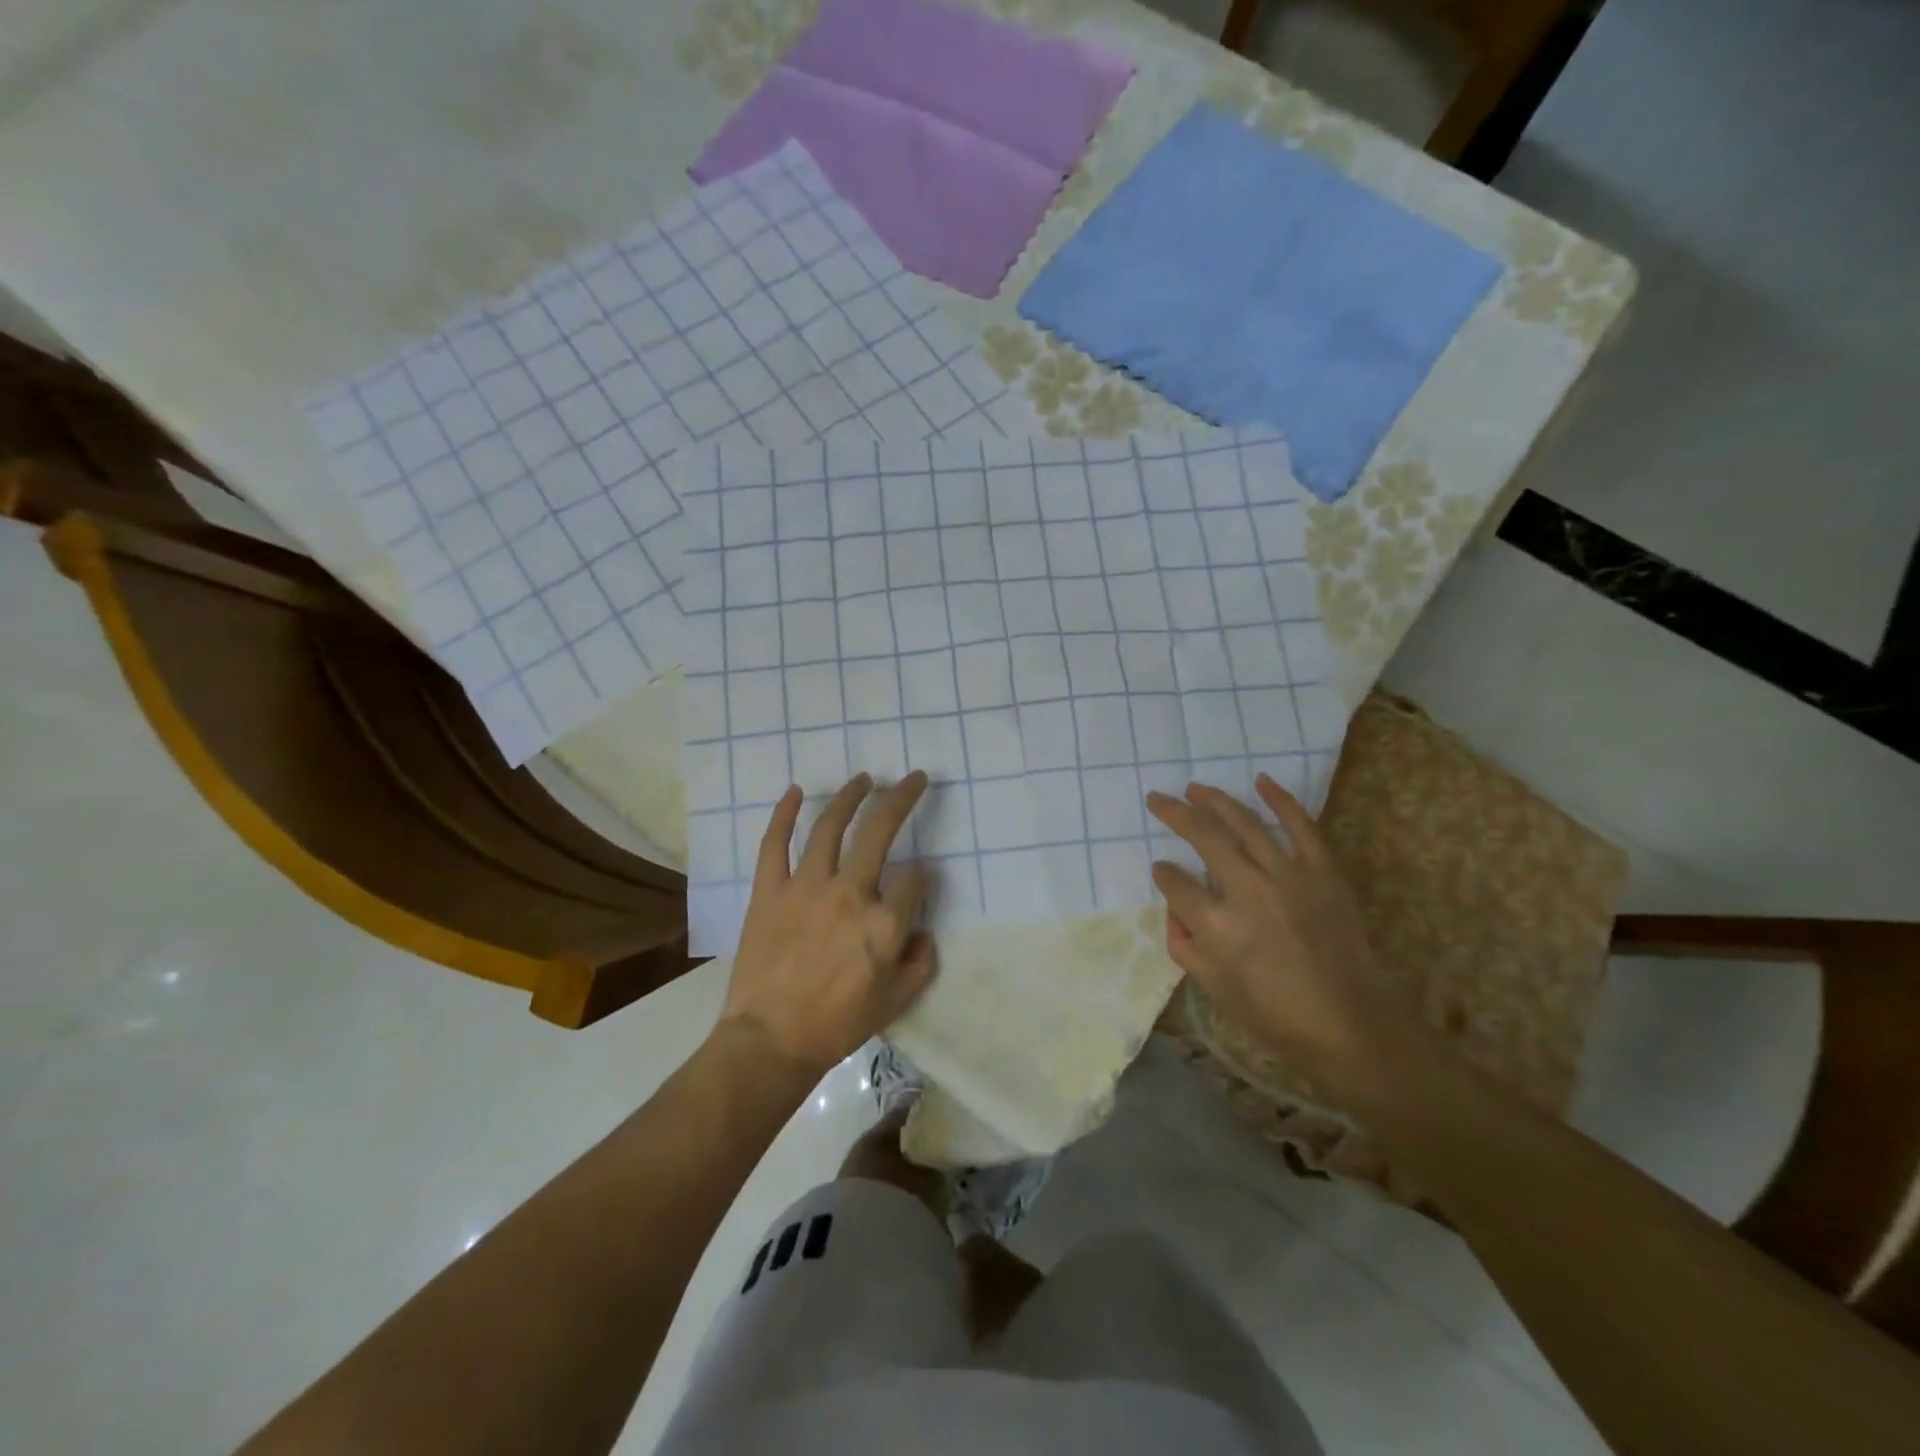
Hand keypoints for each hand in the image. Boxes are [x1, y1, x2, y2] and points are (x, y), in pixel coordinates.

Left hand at [718, 771, 935, 1076]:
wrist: (771, 1041)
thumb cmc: (838, 1025)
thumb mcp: (896, 1002)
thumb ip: (920, 963)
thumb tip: (923, 932)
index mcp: (884, 922)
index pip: (915, 879)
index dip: (921, 876)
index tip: (917, 881)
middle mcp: (850, 893)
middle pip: (881, 830)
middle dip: (902, 798)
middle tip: (914, 779)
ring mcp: (806, 887)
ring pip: (830, 826)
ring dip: (850, 796)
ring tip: (863, 779)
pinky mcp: (769, 891)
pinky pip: (774, 844)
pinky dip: (783, 814)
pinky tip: (795, 791)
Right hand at [1147, 774, 1401, 1098]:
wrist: (1349, 1024)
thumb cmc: (1274, 1014)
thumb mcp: (1212, 988)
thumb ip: (1183, 944)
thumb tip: (1175, 908)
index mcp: (1216, 925)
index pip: (1175, 882)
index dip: (1163, 873)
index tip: (1161, 869)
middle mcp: (1248, 891)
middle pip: (1204, 837)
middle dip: (1176, 814)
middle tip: (1157, 798)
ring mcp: (1289, 876)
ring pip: (1245, 824)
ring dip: (1216, 800)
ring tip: (1195, 787)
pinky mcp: (1323, 872)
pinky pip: (1302, 827)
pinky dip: (1282, 800)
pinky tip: (1261, 780)